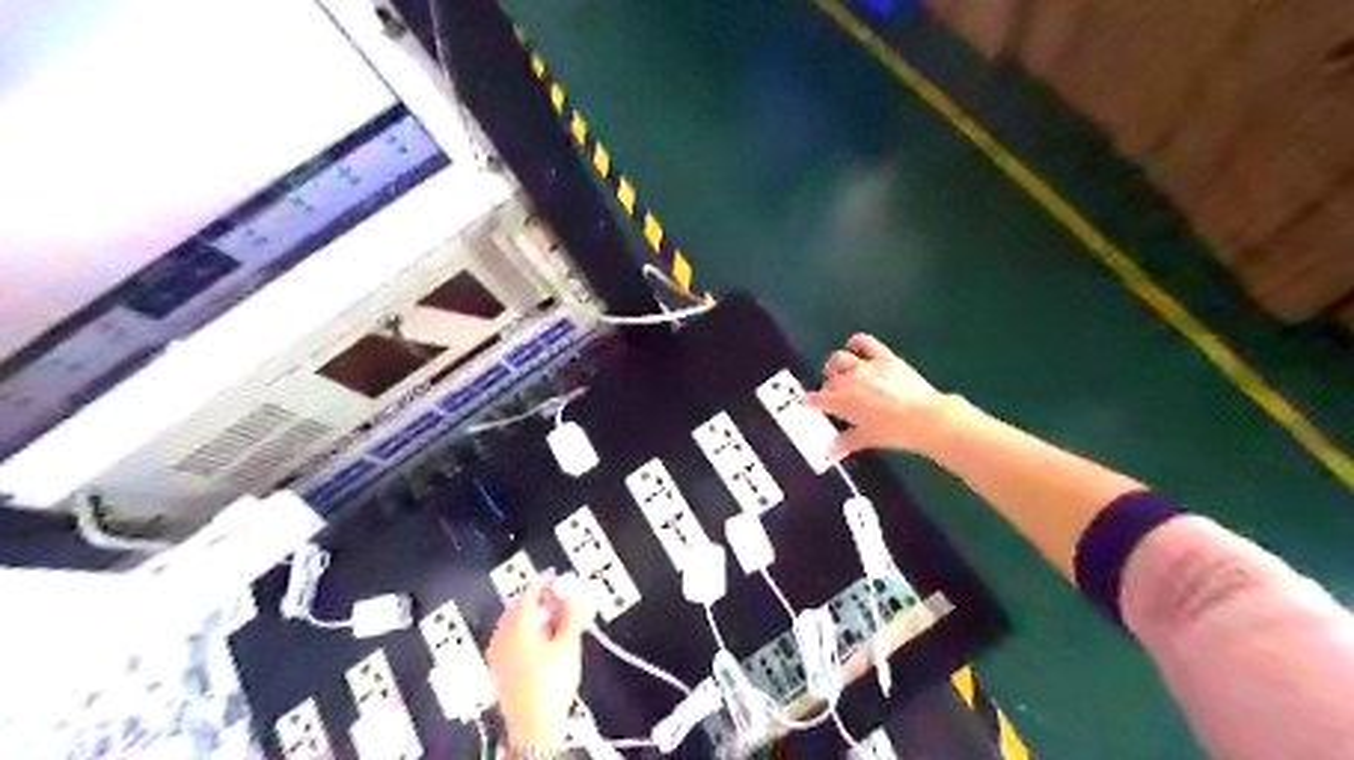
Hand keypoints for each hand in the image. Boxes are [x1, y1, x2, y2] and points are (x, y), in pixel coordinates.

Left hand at [486, 576, 593, 746]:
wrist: (534, 725)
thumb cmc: (550, 684)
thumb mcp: (568, 644)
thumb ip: (573, 614)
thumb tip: (577, 593)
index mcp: (516, 626)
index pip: (528, 594)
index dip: (542, 582)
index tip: (552, 575)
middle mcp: (502, 637)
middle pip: (517, 609)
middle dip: (537, 600)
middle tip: (554, 596)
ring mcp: (497, 656)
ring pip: (512, 625)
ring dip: (531, 617)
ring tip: (550, 617)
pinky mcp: (499, 671)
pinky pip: (509, 640)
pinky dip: (524, 633)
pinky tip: (537, 641)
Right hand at [807, 332, 944, 456]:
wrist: (924, 417)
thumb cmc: (893, 432)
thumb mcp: (867, 439)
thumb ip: (845, 442)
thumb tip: (830, 451)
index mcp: (841, 402)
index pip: (817, 399)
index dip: (809, 401)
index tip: (806, 403)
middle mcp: (848, 381)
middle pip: (829, 380)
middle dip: (827, 386)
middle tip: (832, 395)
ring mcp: (866, 366)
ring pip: (840, 359)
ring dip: (835, 365)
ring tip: (838, 371)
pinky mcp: (884, 357)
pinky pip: (866, 343)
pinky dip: (856, 342)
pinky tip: (854, 345)